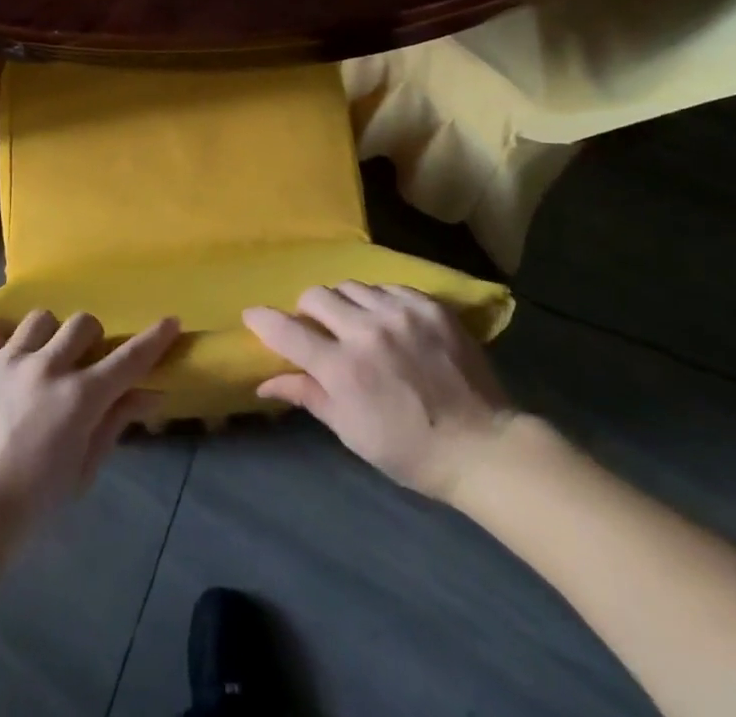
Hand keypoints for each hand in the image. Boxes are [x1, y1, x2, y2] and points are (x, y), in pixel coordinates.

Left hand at [0, 312, 179, 539]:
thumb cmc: (32, 506)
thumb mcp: (83, 470)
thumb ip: (115, 423)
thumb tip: (150, 394)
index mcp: (80, 398)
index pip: (128, 359)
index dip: (153, 339)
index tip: (170, 322)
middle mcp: (47, 368)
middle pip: (84, 324)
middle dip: (91, 341)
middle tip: (82, 366)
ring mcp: (8, 361)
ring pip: (40, 319)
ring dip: (48, 337)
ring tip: (39, 362)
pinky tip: (2, 356)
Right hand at [243, 283, 515, 505]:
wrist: (483, 446)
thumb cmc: (410, 450)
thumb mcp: (351, 432)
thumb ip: (308, 395)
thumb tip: (264, 381)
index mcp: (343, 368)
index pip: (288, 331)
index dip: (264, 321)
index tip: (252, 315)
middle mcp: (366, 331)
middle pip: (316, 296)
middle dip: (308, 310)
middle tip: (318, 330)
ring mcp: (400, 313)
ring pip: (351, 286)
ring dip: (344, 303)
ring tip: (355, 323)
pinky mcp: (429, 305)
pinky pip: (388, 287)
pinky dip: (379, 301)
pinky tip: (388, 322)